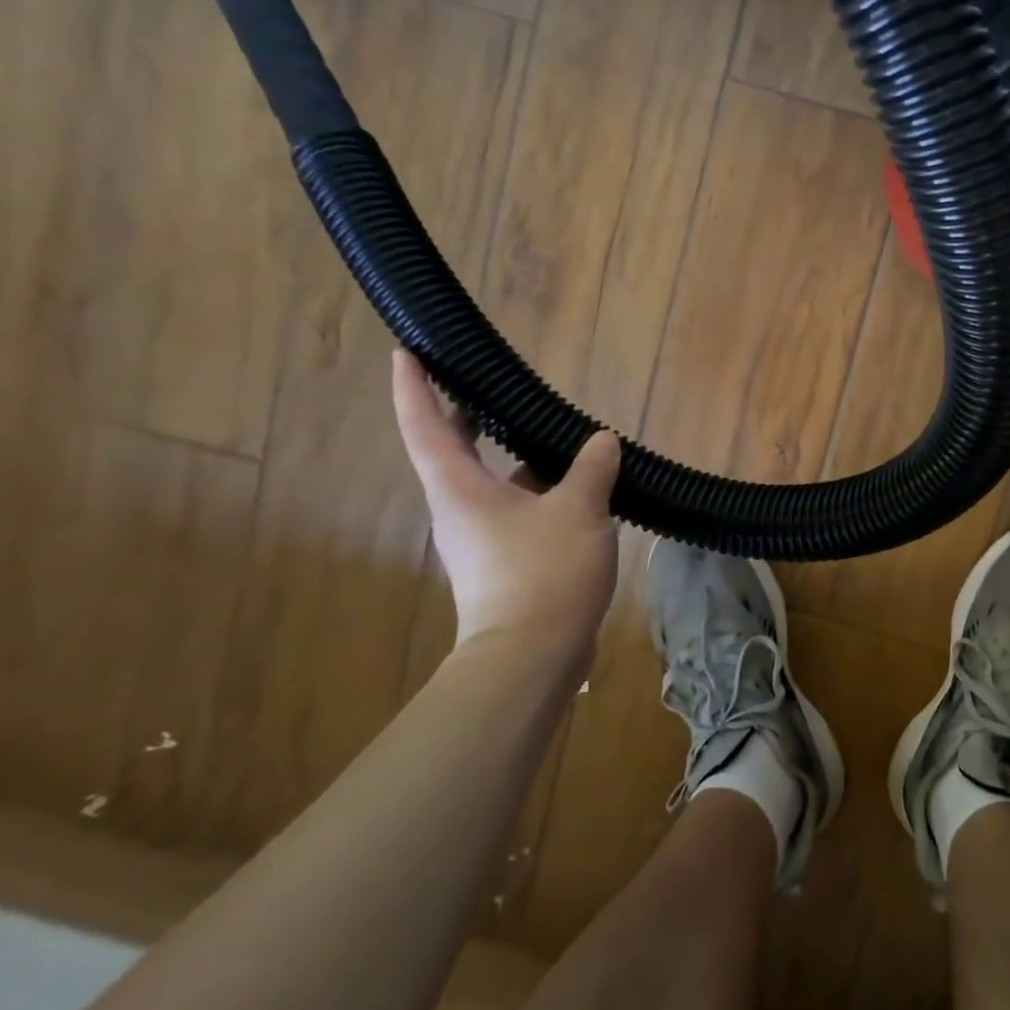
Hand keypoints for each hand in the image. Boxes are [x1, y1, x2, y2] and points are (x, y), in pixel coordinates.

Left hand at [391, 350, 620, 662]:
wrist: (532, 656)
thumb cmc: (544, 572)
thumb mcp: (579, 509)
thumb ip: (591, 468)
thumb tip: (602, 440)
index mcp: (461, 488)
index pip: (426, 426)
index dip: (414, 387)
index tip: (406, 353)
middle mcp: (460, 510)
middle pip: (454, 451)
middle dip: (464, 415)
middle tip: (484, 383)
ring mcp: (481, 540)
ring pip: (492, 483)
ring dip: (514, 457)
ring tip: (552, 433)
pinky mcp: (504, 563)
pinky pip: (516, 511)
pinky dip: (538, 491)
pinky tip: (576, 488)